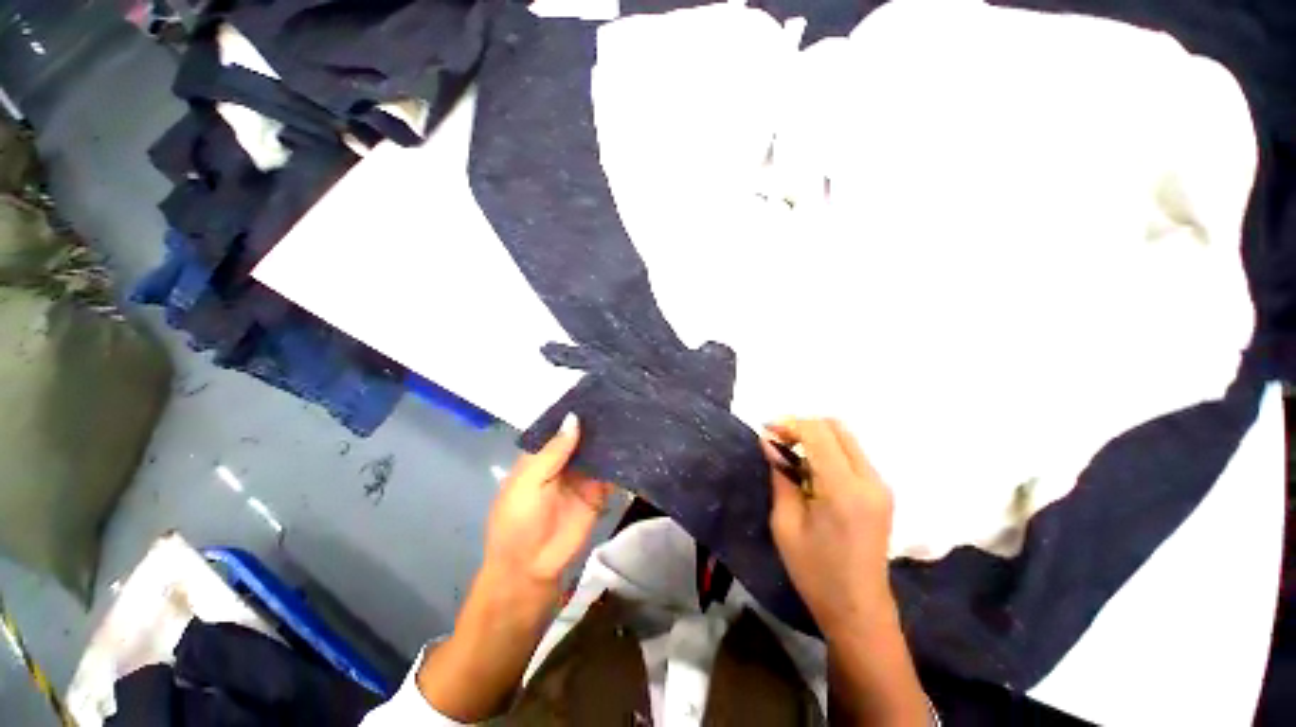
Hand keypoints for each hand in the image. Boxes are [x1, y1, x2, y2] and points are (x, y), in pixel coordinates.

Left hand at [418, 414, 613, 720]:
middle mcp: (565, 459)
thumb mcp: (529, 482)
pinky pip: (613, 472)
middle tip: (624, 396)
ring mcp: (584, 474)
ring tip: (635, 411)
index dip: (576, 408)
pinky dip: (623, 460)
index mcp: (542, 454)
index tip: (598, 388)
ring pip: (600, 450)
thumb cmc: (518, 522)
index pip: (560, 424)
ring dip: (613, 436)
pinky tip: (639, 442)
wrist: (531, 569)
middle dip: (599, 420)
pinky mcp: (600, 491)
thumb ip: (553, 451)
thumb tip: (575, 417)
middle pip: (584, 434)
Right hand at [761, 418, 896, 634]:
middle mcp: (869, 480)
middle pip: (836, 426)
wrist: (859, 610)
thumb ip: (781, 476)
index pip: (818, 433)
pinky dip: (828, 449)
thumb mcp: (785, 524)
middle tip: (777, 439)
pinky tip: (810, 468)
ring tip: (790, 453)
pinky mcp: (881, 491)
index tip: (766, 430)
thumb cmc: (815, 573)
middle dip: (803, 425)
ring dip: (815, 436)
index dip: (789, 424)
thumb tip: (769, 441)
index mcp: (844, 490)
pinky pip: (852, 453)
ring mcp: (880, 485)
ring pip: (845, 437)